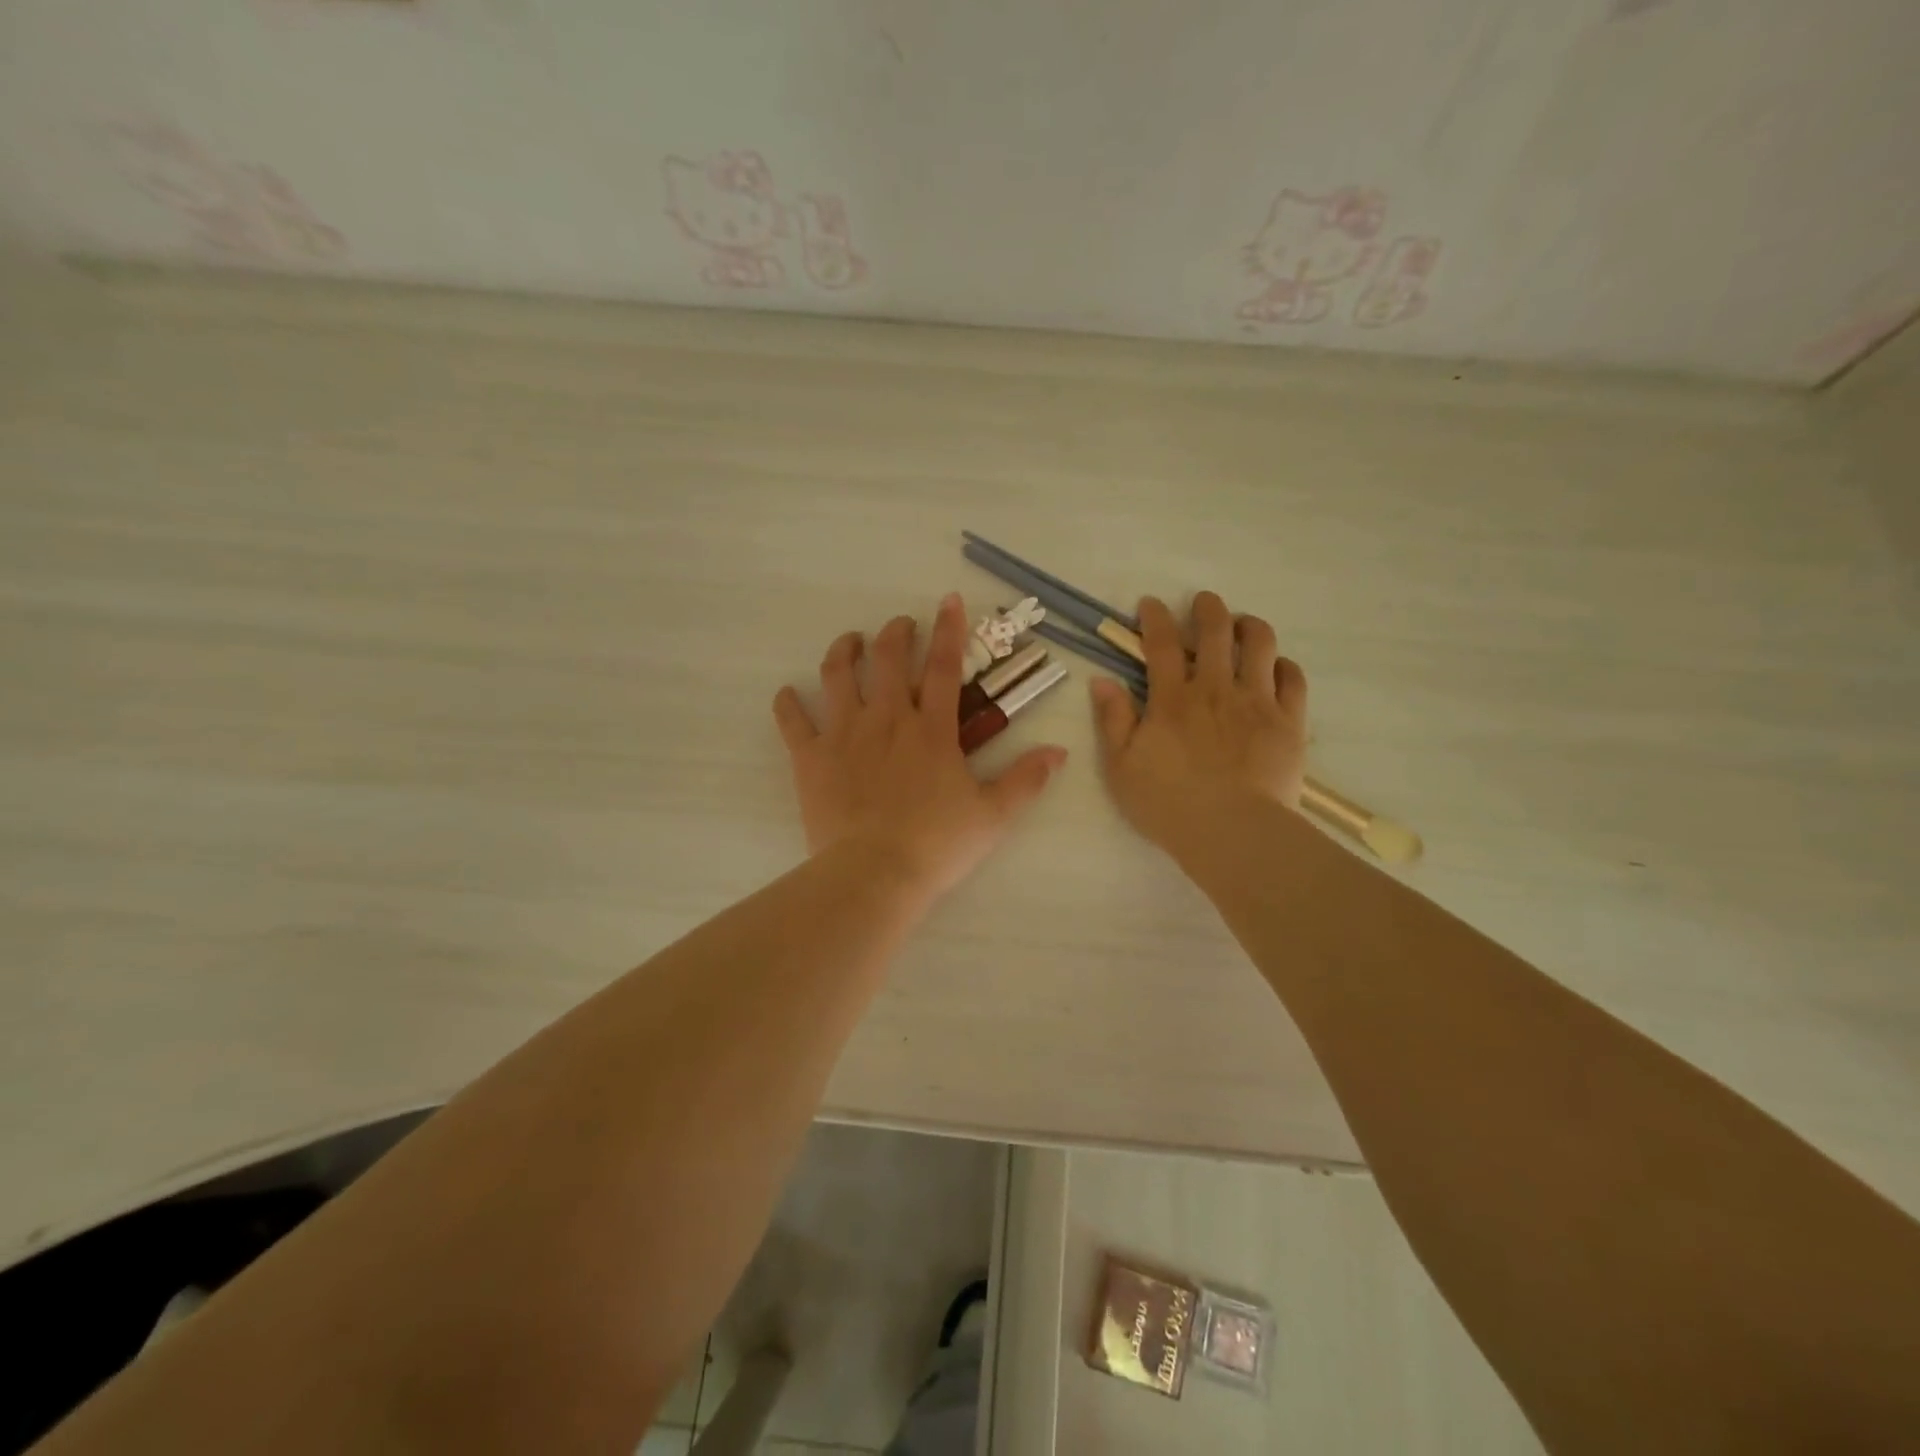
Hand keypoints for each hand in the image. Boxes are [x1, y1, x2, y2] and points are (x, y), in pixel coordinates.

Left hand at [773, 595, 1067, 900]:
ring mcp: (843, 734)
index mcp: (931, 730)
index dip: (949, 629)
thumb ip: (1026, 780)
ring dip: (844, 651)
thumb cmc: (937, 844)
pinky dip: (788, 703)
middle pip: (886, 659)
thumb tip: (1059, 752)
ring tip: (850, 642)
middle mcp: (886, 719)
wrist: (875, 873)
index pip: (942, 666)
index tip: (949, 599)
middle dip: (895, 633)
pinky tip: (788, 693)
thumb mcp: (993, 815)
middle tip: (900, 626)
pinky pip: (793, 721)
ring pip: (838, 675)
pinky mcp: (810, 758)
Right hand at [1090, 592, 1307, 860]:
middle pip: (1215, 631)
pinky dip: (1282, 665)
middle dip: (1208, 609)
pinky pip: (1292, 678)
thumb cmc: (1168, 804)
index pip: (1161, 644)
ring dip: (1250, 626)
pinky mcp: (1288, 721)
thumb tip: (1102, 680)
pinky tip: (1274, 667)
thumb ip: (1113, 719)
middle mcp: (1215, 689)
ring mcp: (1257, 702)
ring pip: (1260, 644)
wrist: (1232, 832)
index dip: (1155, 617)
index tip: (1151, 603)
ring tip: (1243, 625)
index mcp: (1172, 699)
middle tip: (1204, 602)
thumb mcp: (1121, 767)